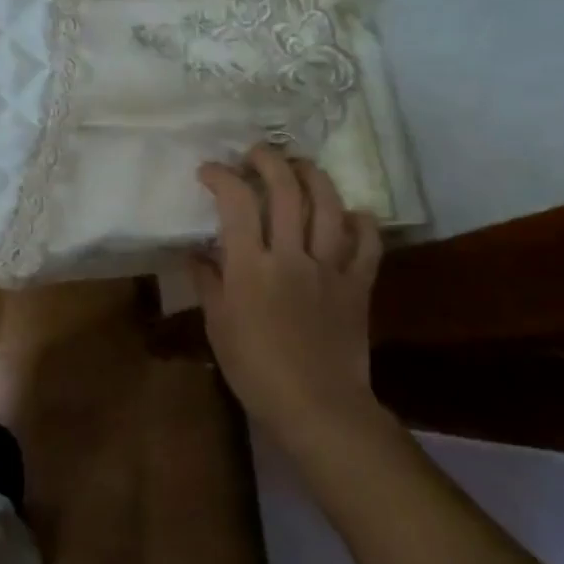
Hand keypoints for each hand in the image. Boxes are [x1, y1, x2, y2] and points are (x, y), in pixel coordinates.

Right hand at [193, 143, 386, 450]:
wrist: (319, 409)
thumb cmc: (256, 370)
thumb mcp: (218, 325)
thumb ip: (207, 281)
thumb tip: (196, 251)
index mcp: (251, 267)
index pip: (236, 202)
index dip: (222, 176)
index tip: (209, 171)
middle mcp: (291, 256)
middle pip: (285, 190)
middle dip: (268, 160)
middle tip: (255, 154)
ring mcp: (329, 268)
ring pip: (328, 205)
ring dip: (313, 176)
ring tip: (299, 166)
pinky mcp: (358, 284)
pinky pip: (367, 243)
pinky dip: (361, 222)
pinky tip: (351, 213)